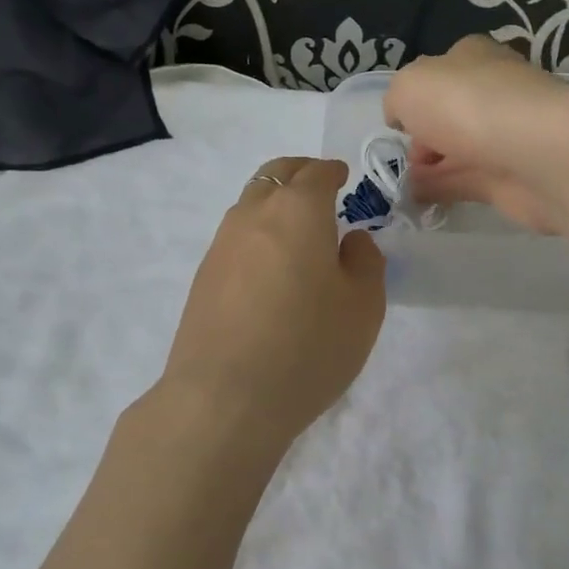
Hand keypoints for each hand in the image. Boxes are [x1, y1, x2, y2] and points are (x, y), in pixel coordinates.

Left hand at [161, 157, 385, 454]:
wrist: (223, 397)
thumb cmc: (307, 347)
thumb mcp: (363, 307)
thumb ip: (365, 262)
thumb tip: (351, 240)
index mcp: (297, 210)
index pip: (316, 172)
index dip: (333, 171)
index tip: (343, 177)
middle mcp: (253, 215)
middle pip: (275, 176)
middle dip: (299, 174)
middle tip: (319, 187)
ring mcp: (221, 245)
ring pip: (250, 204)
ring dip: (274, 203)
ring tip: (297, 231)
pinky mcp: (203, 277)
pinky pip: (235, 238)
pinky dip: (256, 234)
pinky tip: (270, 267)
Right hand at [384, 36, 568, 233]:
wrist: (533, 151)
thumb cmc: (464, 104)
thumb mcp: (407, 86)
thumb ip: (396, 101)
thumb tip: (402, 119)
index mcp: (471, 59)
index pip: (440, 73)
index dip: (415, 98)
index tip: (399, 124)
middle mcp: (491, 92)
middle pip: (448, 115)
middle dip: (422, 138)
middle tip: (403, 159)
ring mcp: (504, 137)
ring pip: (456, 151)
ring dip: (430, 168)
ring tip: (401, 186)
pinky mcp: (511, 177)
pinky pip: (466, 183)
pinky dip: (442, 191)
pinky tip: (419, 201)